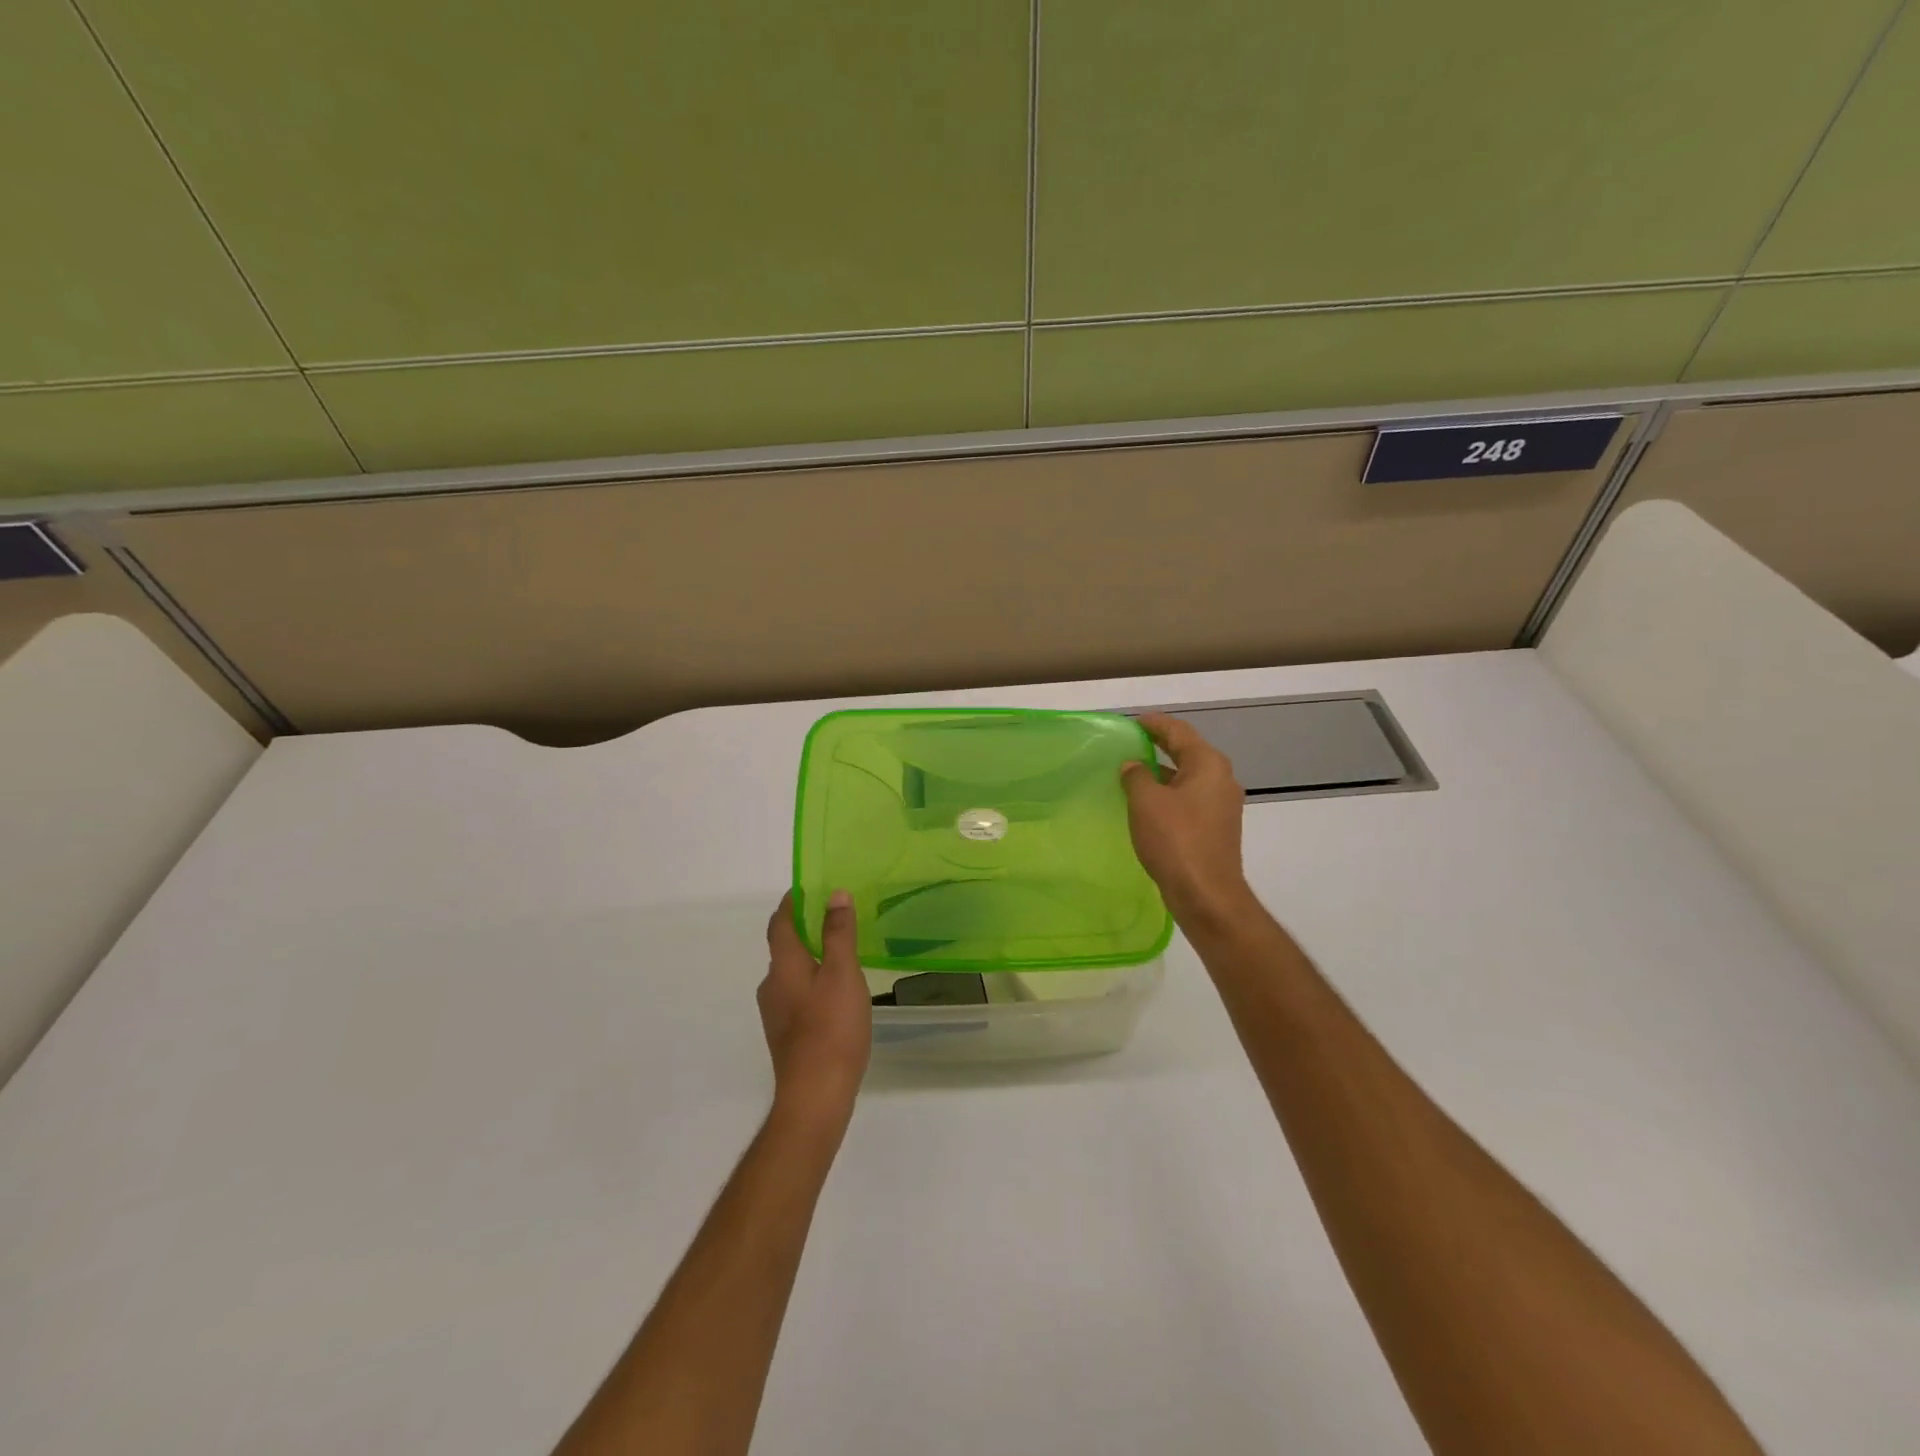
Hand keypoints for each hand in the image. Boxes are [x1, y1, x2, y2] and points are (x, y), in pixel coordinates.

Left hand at [759, 891, 870, 1120]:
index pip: (780, 923)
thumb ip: (839, 933)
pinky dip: (813, 982)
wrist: (815, 1096)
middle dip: (805, 929)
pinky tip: (837, 994)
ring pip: (792, 973)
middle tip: (836, 918)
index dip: (792, 903)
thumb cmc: (831, 1028)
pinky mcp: (787, 1035)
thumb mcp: (843, 974)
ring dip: (811, 958)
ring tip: (842, 954)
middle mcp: (772, 986)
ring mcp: (777, 1013)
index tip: (809, 888)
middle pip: (784, 948)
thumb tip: (834, 894)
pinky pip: (798, 995)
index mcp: (783, 966)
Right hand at [1121, 713, 1256, 929]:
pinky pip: (1190, 800)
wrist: (1206, 895)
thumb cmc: (1176, 840)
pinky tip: (1148, 806)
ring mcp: (1222, 806)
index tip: (1133, 722)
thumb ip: (1136, 776)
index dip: (1155, 724)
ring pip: (1188, 779)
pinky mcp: (1217, 828)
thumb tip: (1133, 765)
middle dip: (1160, 747)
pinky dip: (1169, 795)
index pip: (1179, 732)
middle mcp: (1221, 780)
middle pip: (1188, 753)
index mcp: (1208, 765)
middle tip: (1131, 744)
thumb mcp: (1146, 802)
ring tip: (1133, 774)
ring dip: (1163, 774)